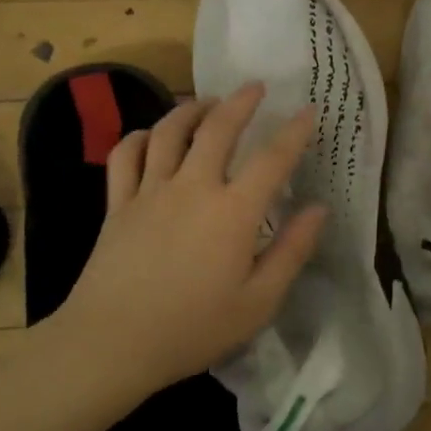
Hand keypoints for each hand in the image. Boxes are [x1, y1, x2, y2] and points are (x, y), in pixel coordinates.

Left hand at [52, 83, 325, 390]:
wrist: (111, 343)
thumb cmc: (193, 329)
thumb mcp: (258, 302)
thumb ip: (291, 251)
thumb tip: (319, 209)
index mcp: (233, 212)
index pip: (272, 159)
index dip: (294, 132)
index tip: (308, 111)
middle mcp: (193, 187)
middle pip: (217, 128)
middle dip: (240, 102)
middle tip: (255, 87)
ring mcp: (150, 191)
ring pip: (169, 131)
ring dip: (191, 109)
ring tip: (206, 103)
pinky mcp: (117, 203)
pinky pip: (126, 155)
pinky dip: (140, 137)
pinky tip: (150, 136)